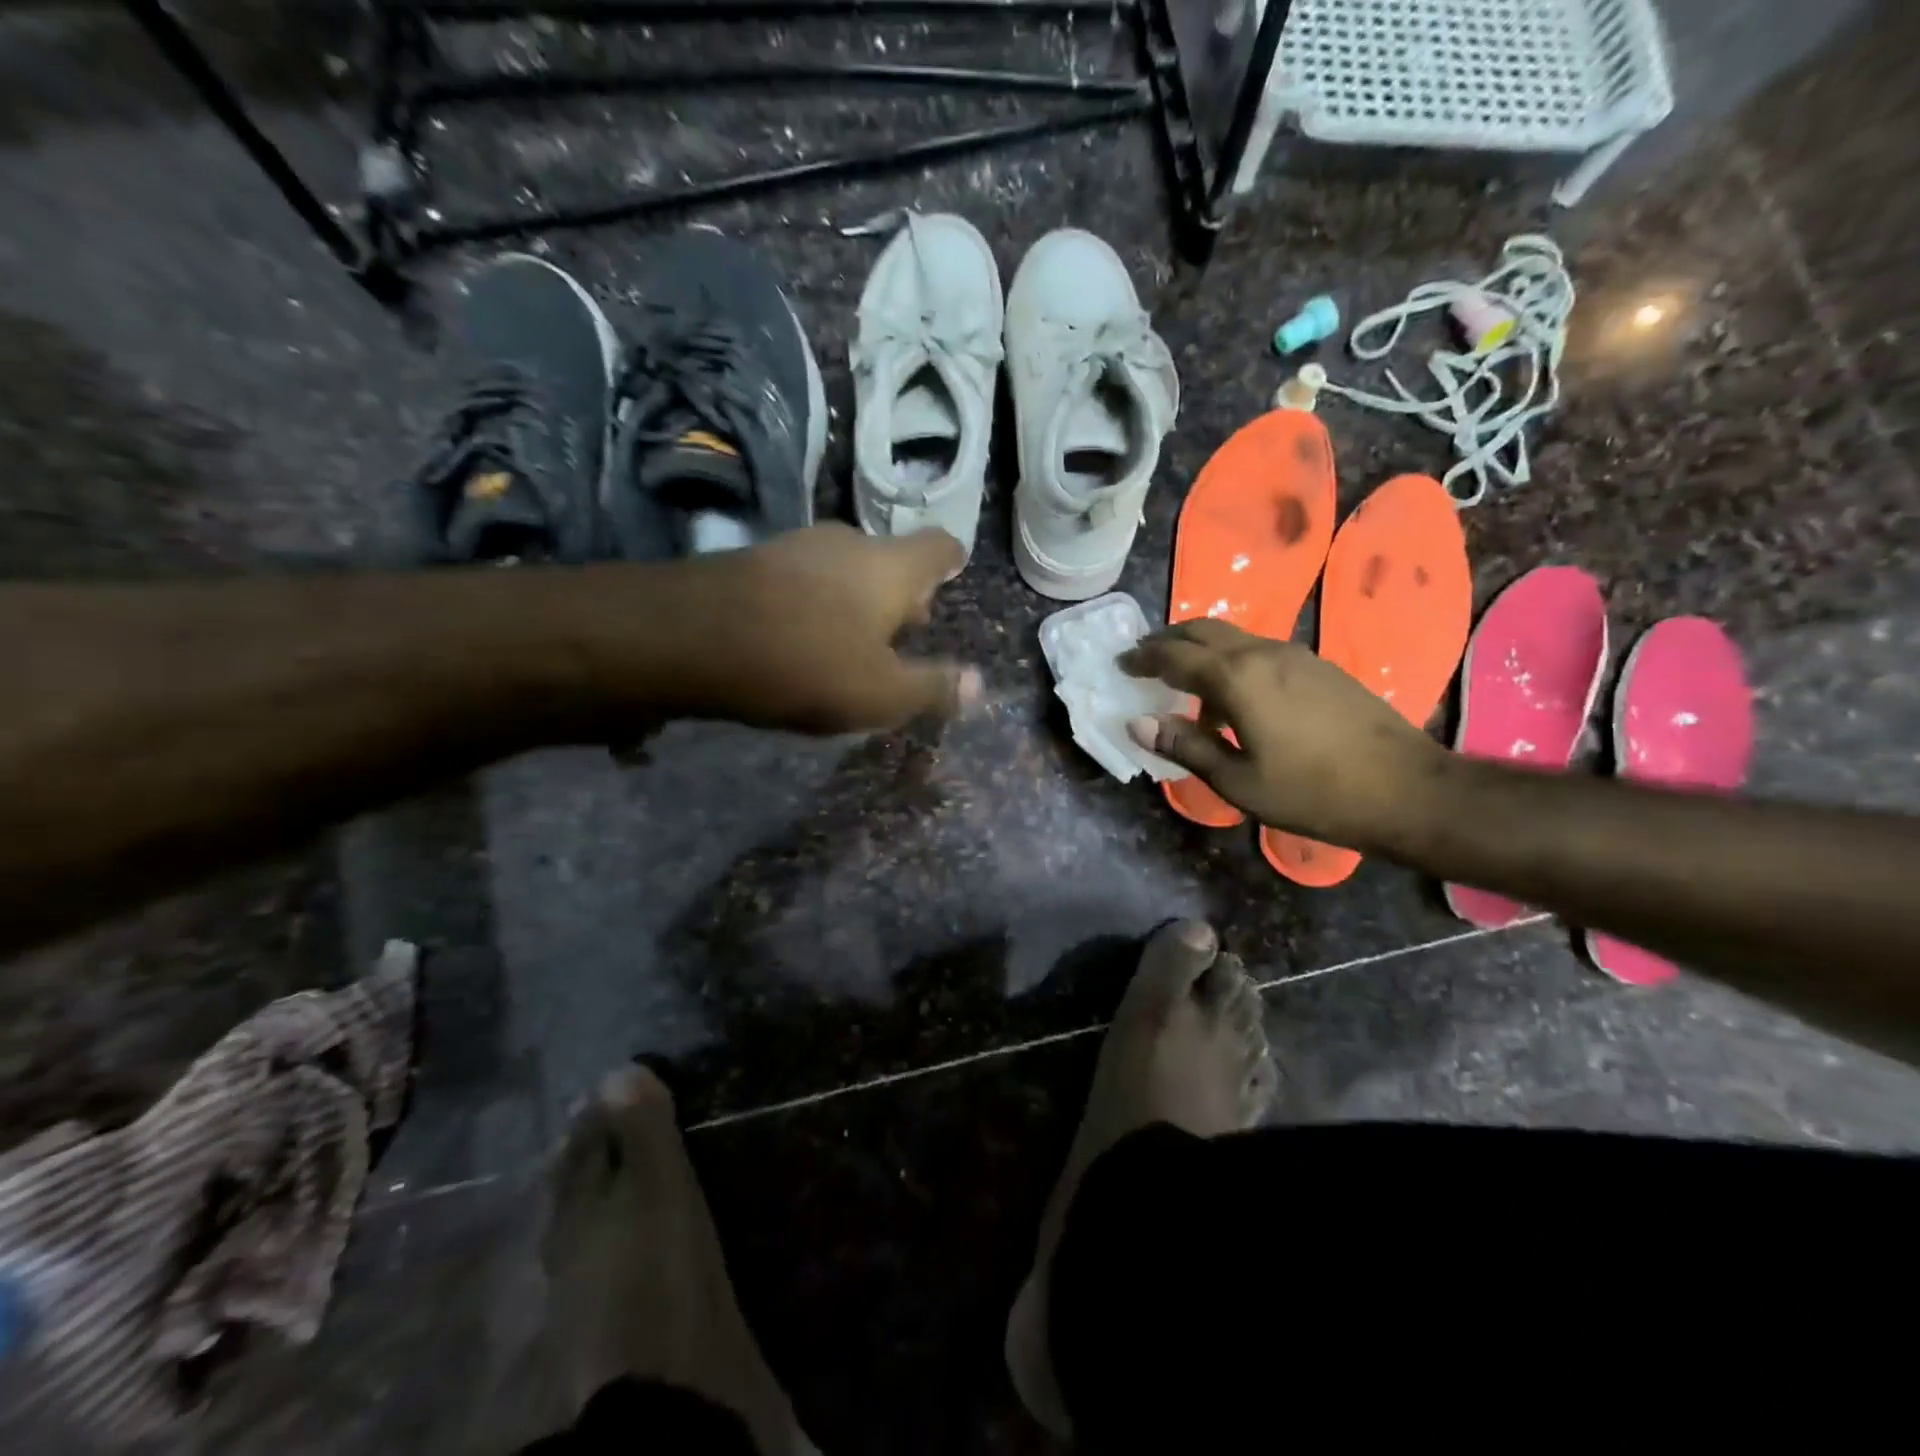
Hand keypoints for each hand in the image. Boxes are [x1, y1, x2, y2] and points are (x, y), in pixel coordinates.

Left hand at [659, 524, 981, 733]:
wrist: (693, 637)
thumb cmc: (807, 664)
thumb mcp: (881, 693)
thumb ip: (933, 687)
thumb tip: (978, 685)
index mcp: (891, 567)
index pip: (939, 546)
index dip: (951, 561)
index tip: (953, 574)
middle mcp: (849, 543)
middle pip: (890, 559)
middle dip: (902, 593)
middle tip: (905, 630)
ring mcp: (796, 545)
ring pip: (844, 568)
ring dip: (855, 598)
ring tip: (852, 640)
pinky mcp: (753, 559)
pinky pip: (802, 578)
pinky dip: (814, 601)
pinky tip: (799, 635)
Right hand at [1120, 619, 1440, 847]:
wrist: (1405, 788)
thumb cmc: (1312, 792)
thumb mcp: (1237, 780)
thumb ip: (1185, 746)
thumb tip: (1138, 722)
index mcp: (1236, 678)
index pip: (1174, 657)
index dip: (1143, 658)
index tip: (1121, 663)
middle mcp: (1262, 653)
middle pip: (1202, 630)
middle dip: (1167, 640)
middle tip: (1144, 656)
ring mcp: (1295, 655)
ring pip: (1232, 636)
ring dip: (1199, 646)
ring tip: (1181, 673)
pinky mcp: (1318, 665)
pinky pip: (1257, 648)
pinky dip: (1229, 657)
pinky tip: (1232, 690)